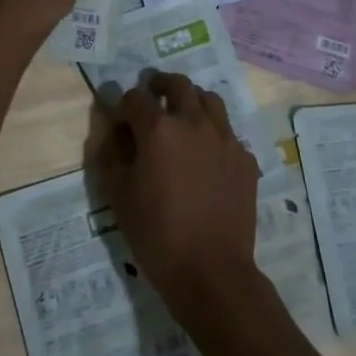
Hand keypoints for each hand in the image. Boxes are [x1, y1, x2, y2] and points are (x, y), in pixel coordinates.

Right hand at [85, 72, 262, 311]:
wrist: (210, 271)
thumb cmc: (156, 233)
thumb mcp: (117, 194)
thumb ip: (110, 153)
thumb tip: (112, 129)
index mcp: (158, 128)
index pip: (135, 98)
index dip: (124, 105)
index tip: (120, 119)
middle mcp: (194, 122)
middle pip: (178, 84)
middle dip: (160, 84)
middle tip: (153, 95)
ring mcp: (225, 138)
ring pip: (209, 100)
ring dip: (192, 100)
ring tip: (183, 116)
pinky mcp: (245, 159)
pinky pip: (228, 133)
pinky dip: (214, 133)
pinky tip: (207, 156)